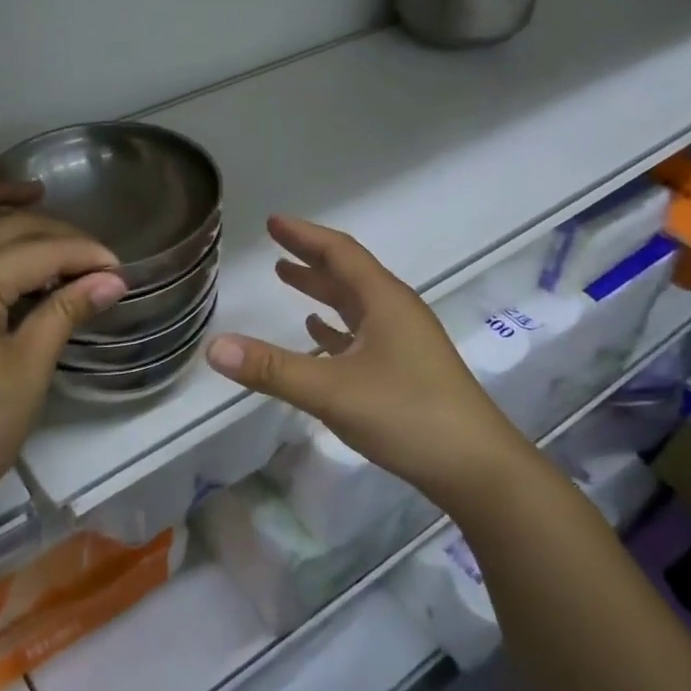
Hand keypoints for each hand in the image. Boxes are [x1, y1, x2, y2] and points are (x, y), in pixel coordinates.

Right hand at [204, 216, 522, 504]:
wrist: (477, 467)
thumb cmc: (407, 415)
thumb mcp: (332, 391)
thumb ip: (272, 370)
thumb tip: (214, 347)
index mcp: (384, 301)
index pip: (340, 253)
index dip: (304, 236)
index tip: (273, 223)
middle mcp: (396, 311)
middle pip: (348, 273)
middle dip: (310, 258)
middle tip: (275, 247)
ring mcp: (405, 341)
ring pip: (356, 303)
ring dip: (322, 290)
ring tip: (288, 279)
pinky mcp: (407, 369)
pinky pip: (364, 333)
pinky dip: (336, 326)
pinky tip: (318, 335)